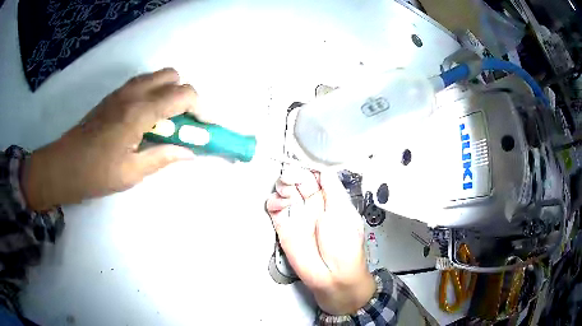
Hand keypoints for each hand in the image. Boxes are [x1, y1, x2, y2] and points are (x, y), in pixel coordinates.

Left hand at [22, 68, 198, 210]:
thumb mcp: (132, 173)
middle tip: (183, 124)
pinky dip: (154, 93)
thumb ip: (163, 158)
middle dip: (186, 96)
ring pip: (157, 76)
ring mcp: (122, 91)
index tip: (207, 127)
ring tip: (166, 121)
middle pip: (173, 76)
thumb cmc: (96, 174)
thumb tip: (189, 153)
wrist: (63, 165)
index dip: (202, 109)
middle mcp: (133, 93)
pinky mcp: (113, 96)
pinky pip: (143, 83)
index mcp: (139, 112)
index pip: (184, 94)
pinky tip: (146, 118)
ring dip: (169, 93)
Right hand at [266, 168, 375, 314]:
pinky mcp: (284, 226)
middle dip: (294, 174)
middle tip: (292, 177)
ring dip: (283, 185)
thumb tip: (323, 169)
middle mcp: (313, 205)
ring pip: (285, 191)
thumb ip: (332, 189)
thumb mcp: (343, 212)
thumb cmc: (344, 244)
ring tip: (287, 191)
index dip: (308, 168)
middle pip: (299, 180)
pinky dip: (274, 201)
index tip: (302, 164)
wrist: (332, 275)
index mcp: (330, 199)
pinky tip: (280, 203)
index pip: (316, 177)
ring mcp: (297, 215)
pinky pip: (274, 208)